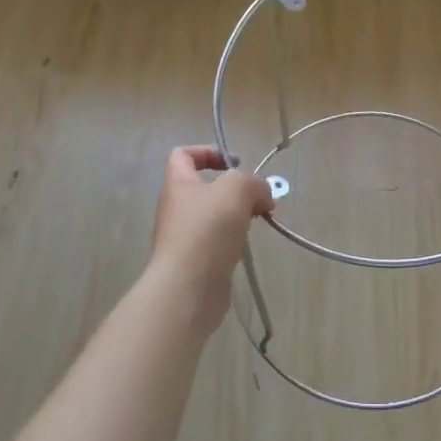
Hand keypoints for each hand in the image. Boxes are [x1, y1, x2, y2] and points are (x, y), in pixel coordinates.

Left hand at [147, 146, 273, 332]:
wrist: (188, 289)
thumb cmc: (207, 229)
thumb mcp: (237, 189)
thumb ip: (253, 183)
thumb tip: (263, 194)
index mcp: (178, 184)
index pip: (182, 155)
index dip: (207, 152)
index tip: (234, 163)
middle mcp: (177, 208)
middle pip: (204, 187)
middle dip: (234, 189)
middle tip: (257, 197)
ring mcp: (183, 237)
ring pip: (214, 215)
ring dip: (237, 214)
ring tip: (258, 220)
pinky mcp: (195, 262)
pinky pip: (216, 242)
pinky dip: (234, 240)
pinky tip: (247, 245)